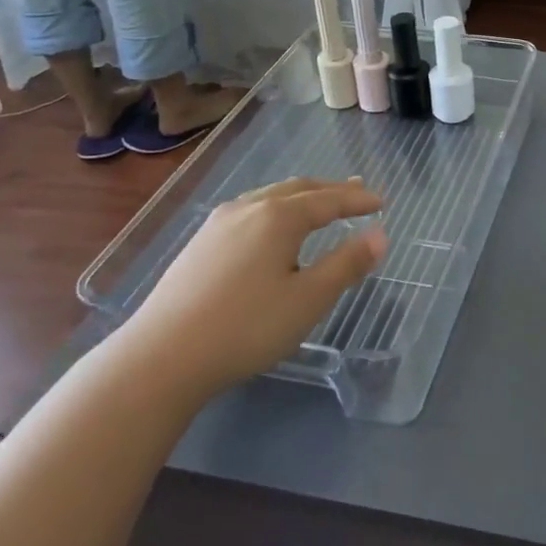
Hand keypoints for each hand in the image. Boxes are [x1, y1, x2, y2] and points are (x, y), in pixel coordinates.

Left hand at [123, 178, 386, 394]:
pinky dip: (277, 208)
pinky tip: (272, 226)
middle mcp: (249, 208)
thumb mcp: (309, 299)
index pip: (329, 200)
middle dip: (332, 189)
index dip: (358, 200)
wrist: (162, 356)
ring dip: (302, 196)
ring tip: (319, 201)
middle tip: (358, 189)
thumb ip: (347, 264)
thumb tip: (380, 235)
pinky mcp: (200, 243)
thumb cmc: (247, 327)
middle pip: (299, 189)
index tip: (382, 201)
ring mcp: (219, 223)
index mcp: (279, 217)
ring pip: (270, 197)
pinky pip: (250, 210)